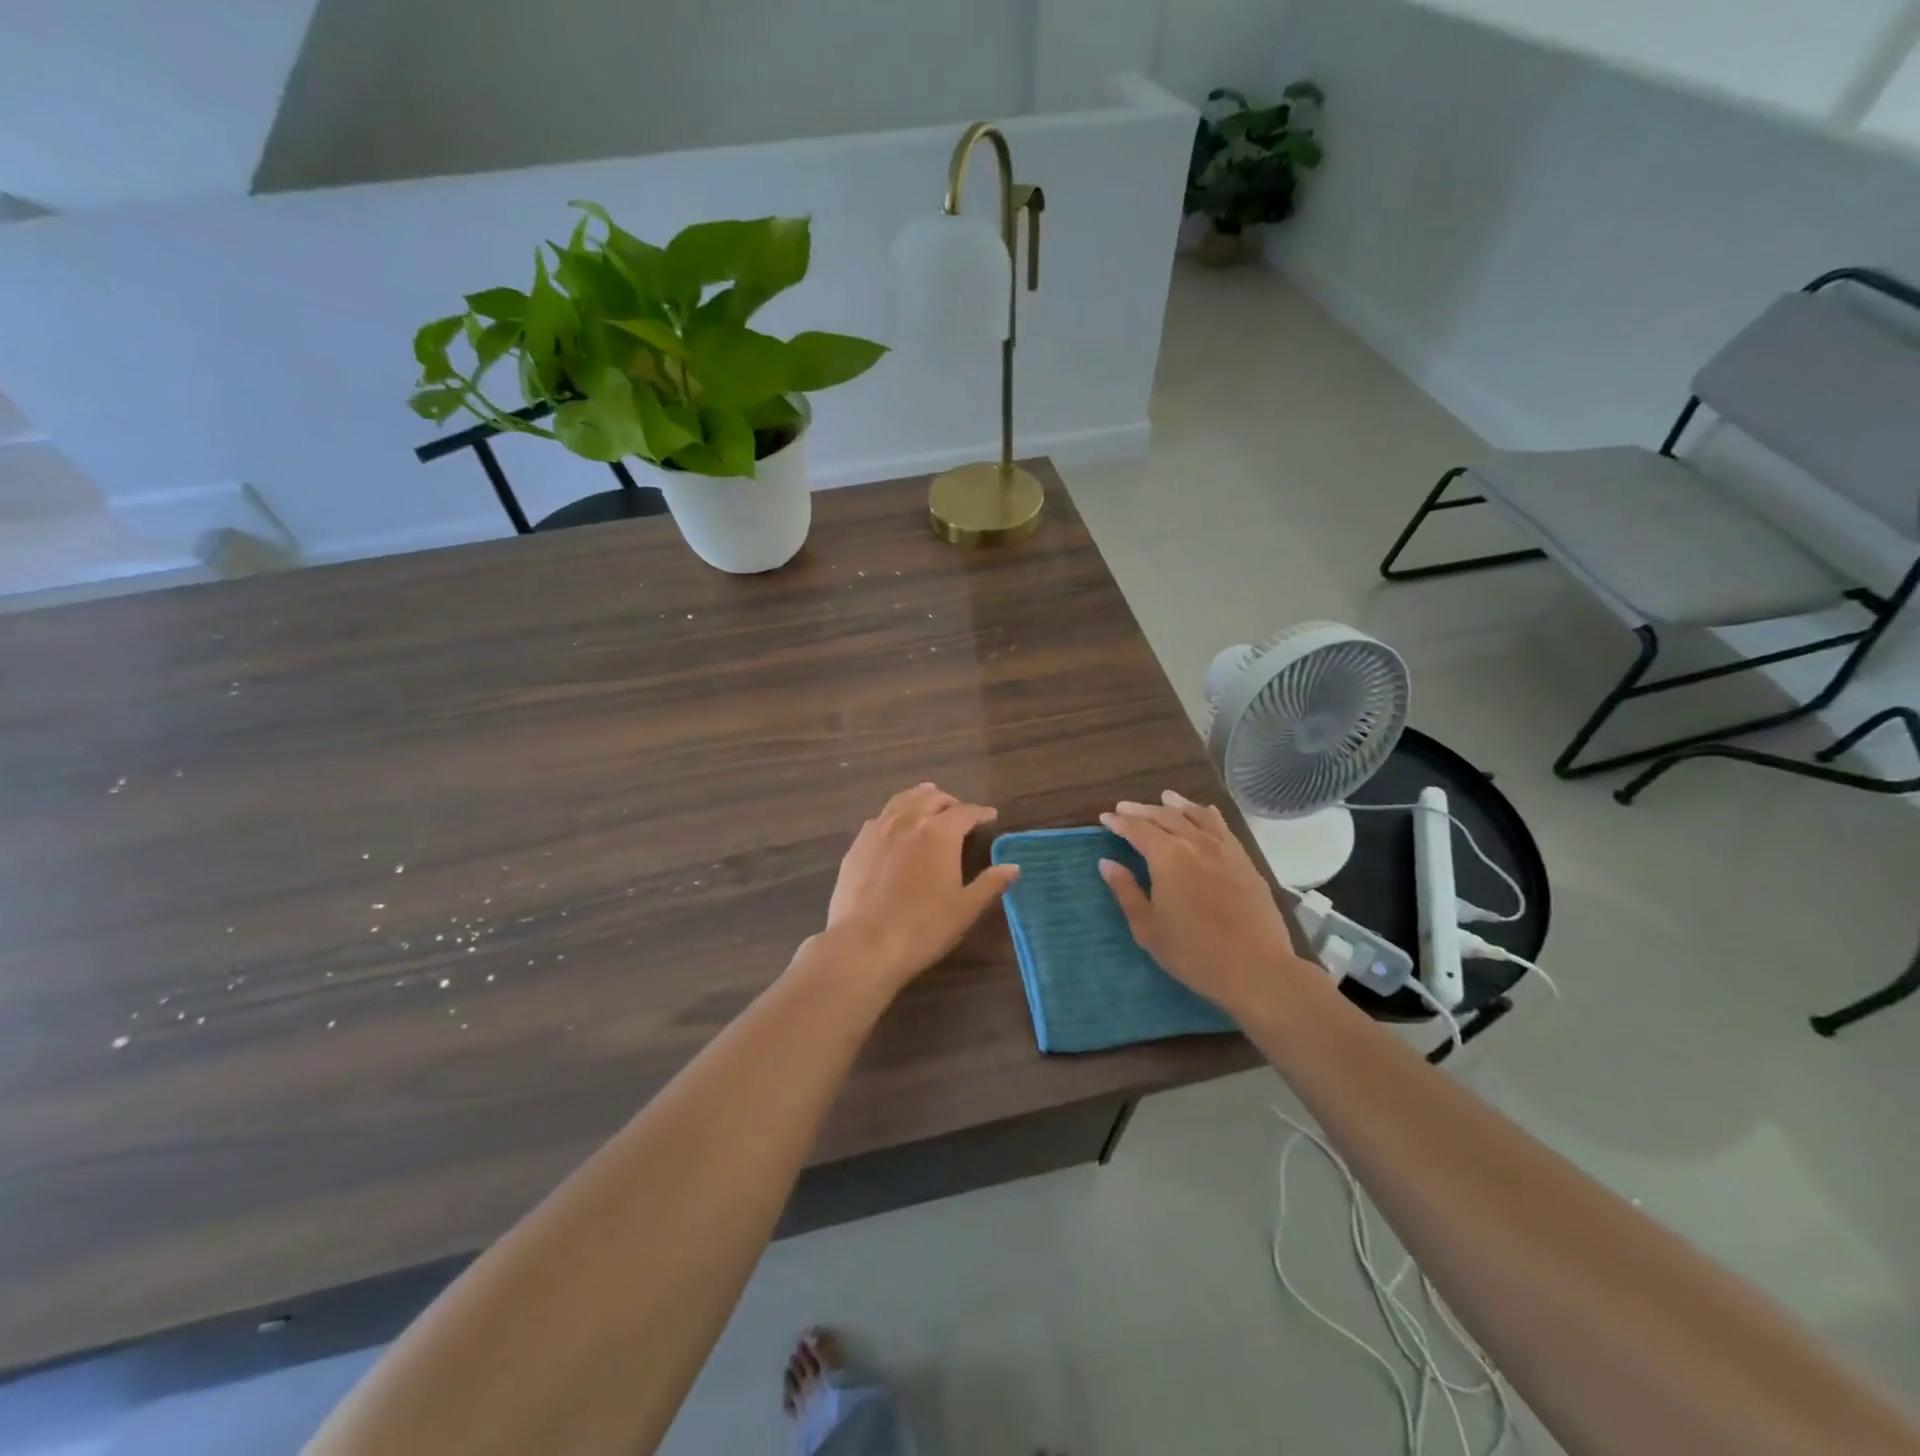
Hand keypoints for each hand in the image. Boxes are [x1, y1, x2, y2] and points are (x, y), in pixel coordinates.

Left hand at [818, 783, 1019, 994]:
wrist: (865, 944)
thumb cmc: (924, 927)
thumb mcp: (965, 908)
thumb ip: (990, 883)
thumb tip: (1014, 866)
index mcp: (940, 833)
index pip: (966, 812)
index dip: (980, 812)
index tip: (990, 815)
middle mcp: (909, 821)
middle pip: (932, 799)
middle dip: (950, 802)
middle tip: (960, 811)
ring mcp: (879, 830)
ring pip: (902, 801)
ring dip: (920, 798)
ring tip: (928, 800)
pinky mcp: (857, 845)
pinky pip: (879, 818)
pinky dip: (894, 814)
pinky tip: (894, 824)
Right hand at [1099, 791, 1308, 1015]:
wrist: (1256, 968)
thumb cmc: (1192, 952)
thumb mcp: (1148, 927)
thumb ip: (1126, 890)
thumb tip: (1107, 863)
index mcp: (1167, 856)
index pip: (1137, 829)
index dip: (1119, 823)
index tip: (1104, 818)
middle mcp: (1195, 843)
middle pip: (1165, 817)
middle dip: (1142, 811)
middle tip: (1124, 807)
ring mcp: (1224, 849)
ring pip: (1196, 816)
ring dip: (1176, 805)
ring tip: (1164, 797)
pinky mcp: (1245, 861)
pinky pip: (1222, 827)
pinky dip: (1207, 815)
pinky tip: (1205, 812)